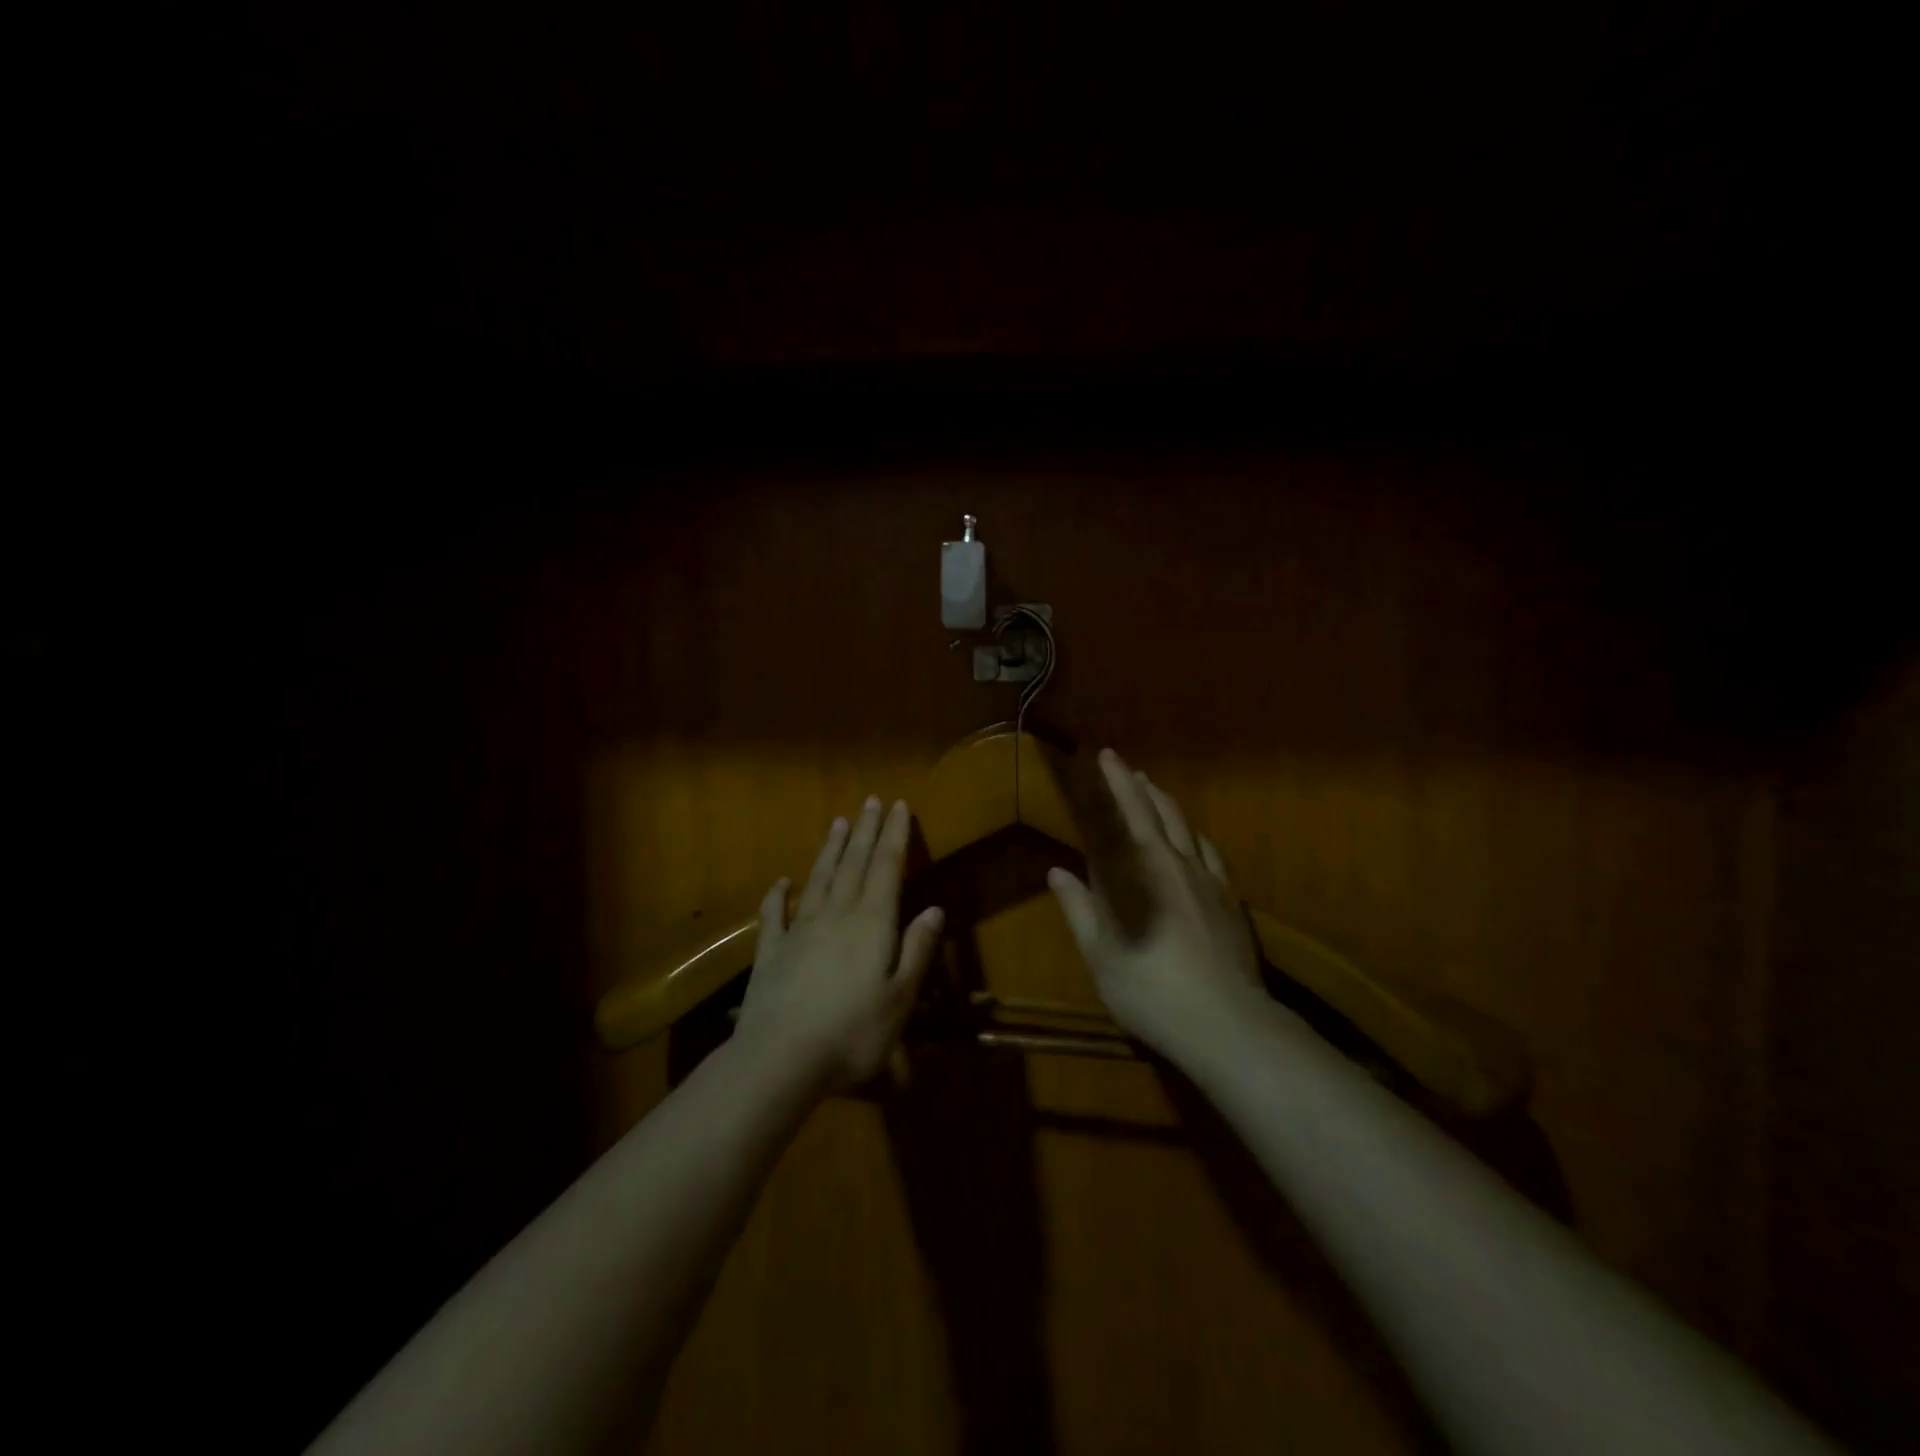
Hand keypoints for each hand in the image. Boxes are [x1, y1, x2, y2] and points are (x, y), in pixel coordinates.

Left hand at [736, 796, 944, 1092]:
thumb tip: (935, 909)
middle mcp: (836, 915)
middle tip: (871, 801)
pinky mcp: (771, 953)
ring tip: (838, 823)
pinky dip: (778, 896)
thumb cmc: (853, 1033)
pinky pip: (774, 916)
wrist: (780, 1060)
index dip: (894, 835)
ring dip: (830, 850)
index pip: (887, 868)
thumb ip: (916, 950)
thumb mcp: (900, 997)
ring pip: (819, 879)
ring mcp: (799, 931)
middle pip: (854, 864)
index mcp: (872, 923)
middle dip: (865, 831)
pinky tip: (781, 882)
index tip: (899, 805)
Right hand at [1048, 749, 1266, 1056]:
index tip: (1104, 756)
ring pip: (1185, 826)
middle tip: (1121, 763)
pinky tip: (1192, 838)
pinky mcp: (1230, 900)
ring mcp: (1208, 879)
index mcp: (1140, 872)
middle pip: (1156, 811)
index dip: (1113, 784)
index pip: (1123, 814)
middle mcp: (1175, 863)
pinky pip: (1209, 852)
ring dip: (1164, 803)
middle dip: (1136, 784)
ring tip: (1151, 788)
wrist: (1226, 1023)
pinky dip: (1193, 834)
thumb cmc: (1151, 991)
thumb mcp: (1102, 955)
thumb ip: (1080, 909)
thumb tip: (1057, 871)